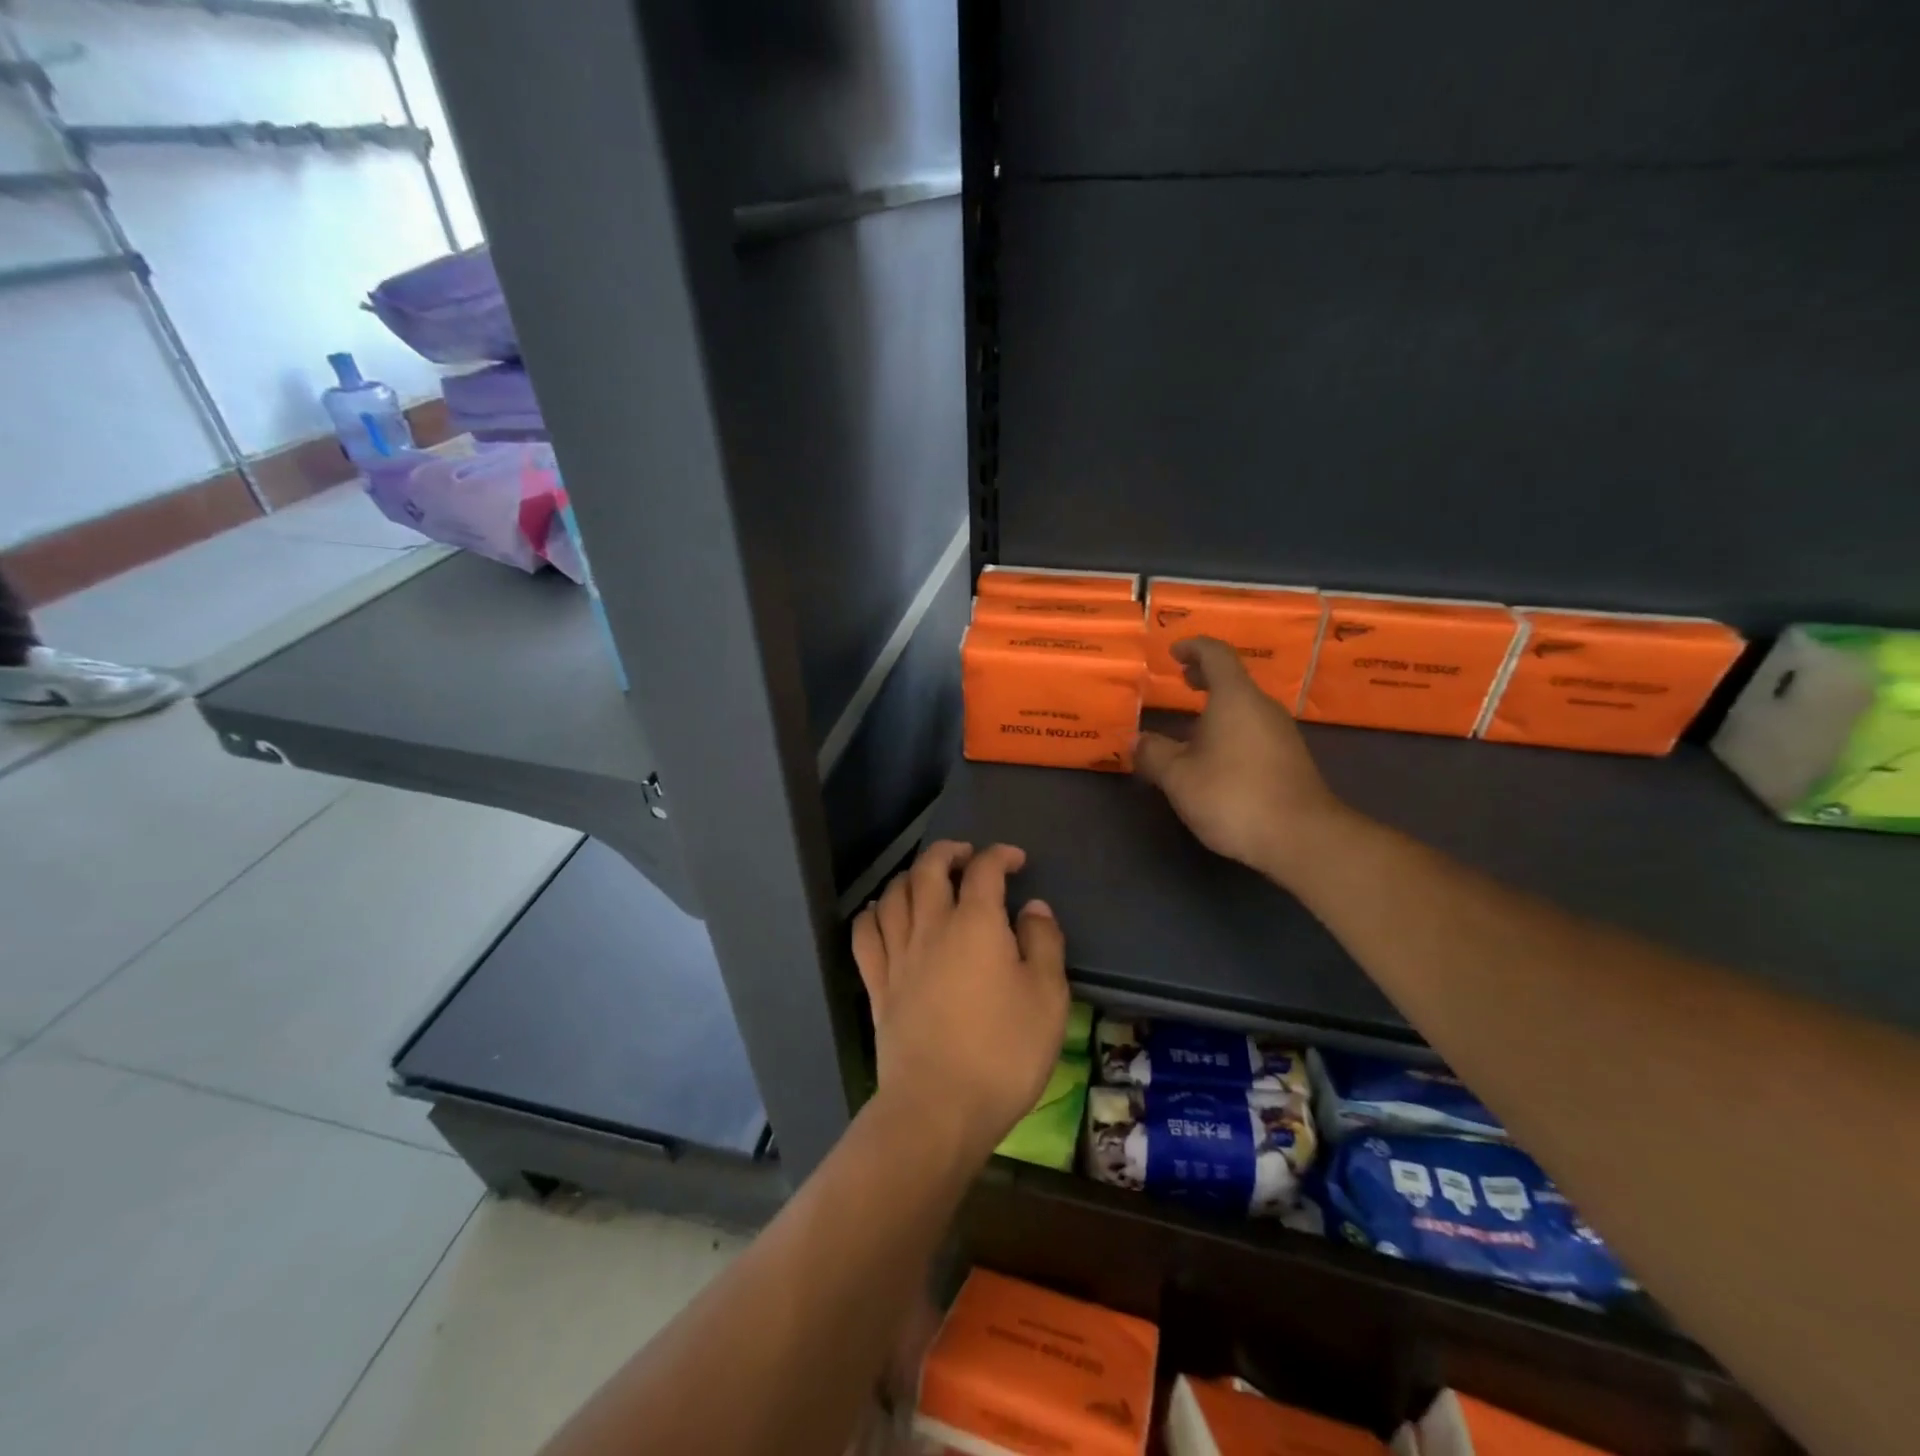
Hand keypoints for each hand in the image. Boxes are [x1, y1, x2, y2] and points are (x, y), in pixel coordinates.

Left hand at [851, 842, 1068, 1163]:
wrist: (938, 1107)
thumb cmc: (1003, 1052)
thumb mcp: (1048, 998)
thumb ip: (1044, 944)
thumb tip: (1033, 908)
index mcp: (975, 924)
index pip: (983, 870)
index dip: (999, 855)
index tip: (1015, 859)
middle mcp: (930, 926)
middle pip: (928, 869)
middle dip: (948, 852)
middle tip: (966, 855)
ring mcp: (897, 954)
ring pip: (894, 894)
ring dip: (910, 876)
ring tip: (926, 879)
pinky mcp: (877, 984)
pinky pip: (865, 933)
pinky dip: (874, 913)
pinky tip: (882, 912)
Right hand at [1135, 637, 1350, 882]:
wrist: (1301, 837)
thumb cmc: (1233, 795)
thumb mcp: (1178, 777)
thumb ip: (1153, 754)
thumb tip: (1137, 741)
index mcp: (1235, 698)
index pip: (1216, 654)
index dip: (1193, 647)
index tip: (1174, 652)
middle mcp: (1262, 707)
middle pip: (1234, 679)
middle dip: (1205, 675)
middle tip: (1181, 679)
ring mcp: (1282, 733)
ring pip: (1245, 706)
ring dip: (1219, 705)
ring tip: (1192, 722)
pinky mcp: (1290, 759)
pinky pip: (1255, 729)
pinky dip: (1231, 727)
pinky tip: (1216, 755)